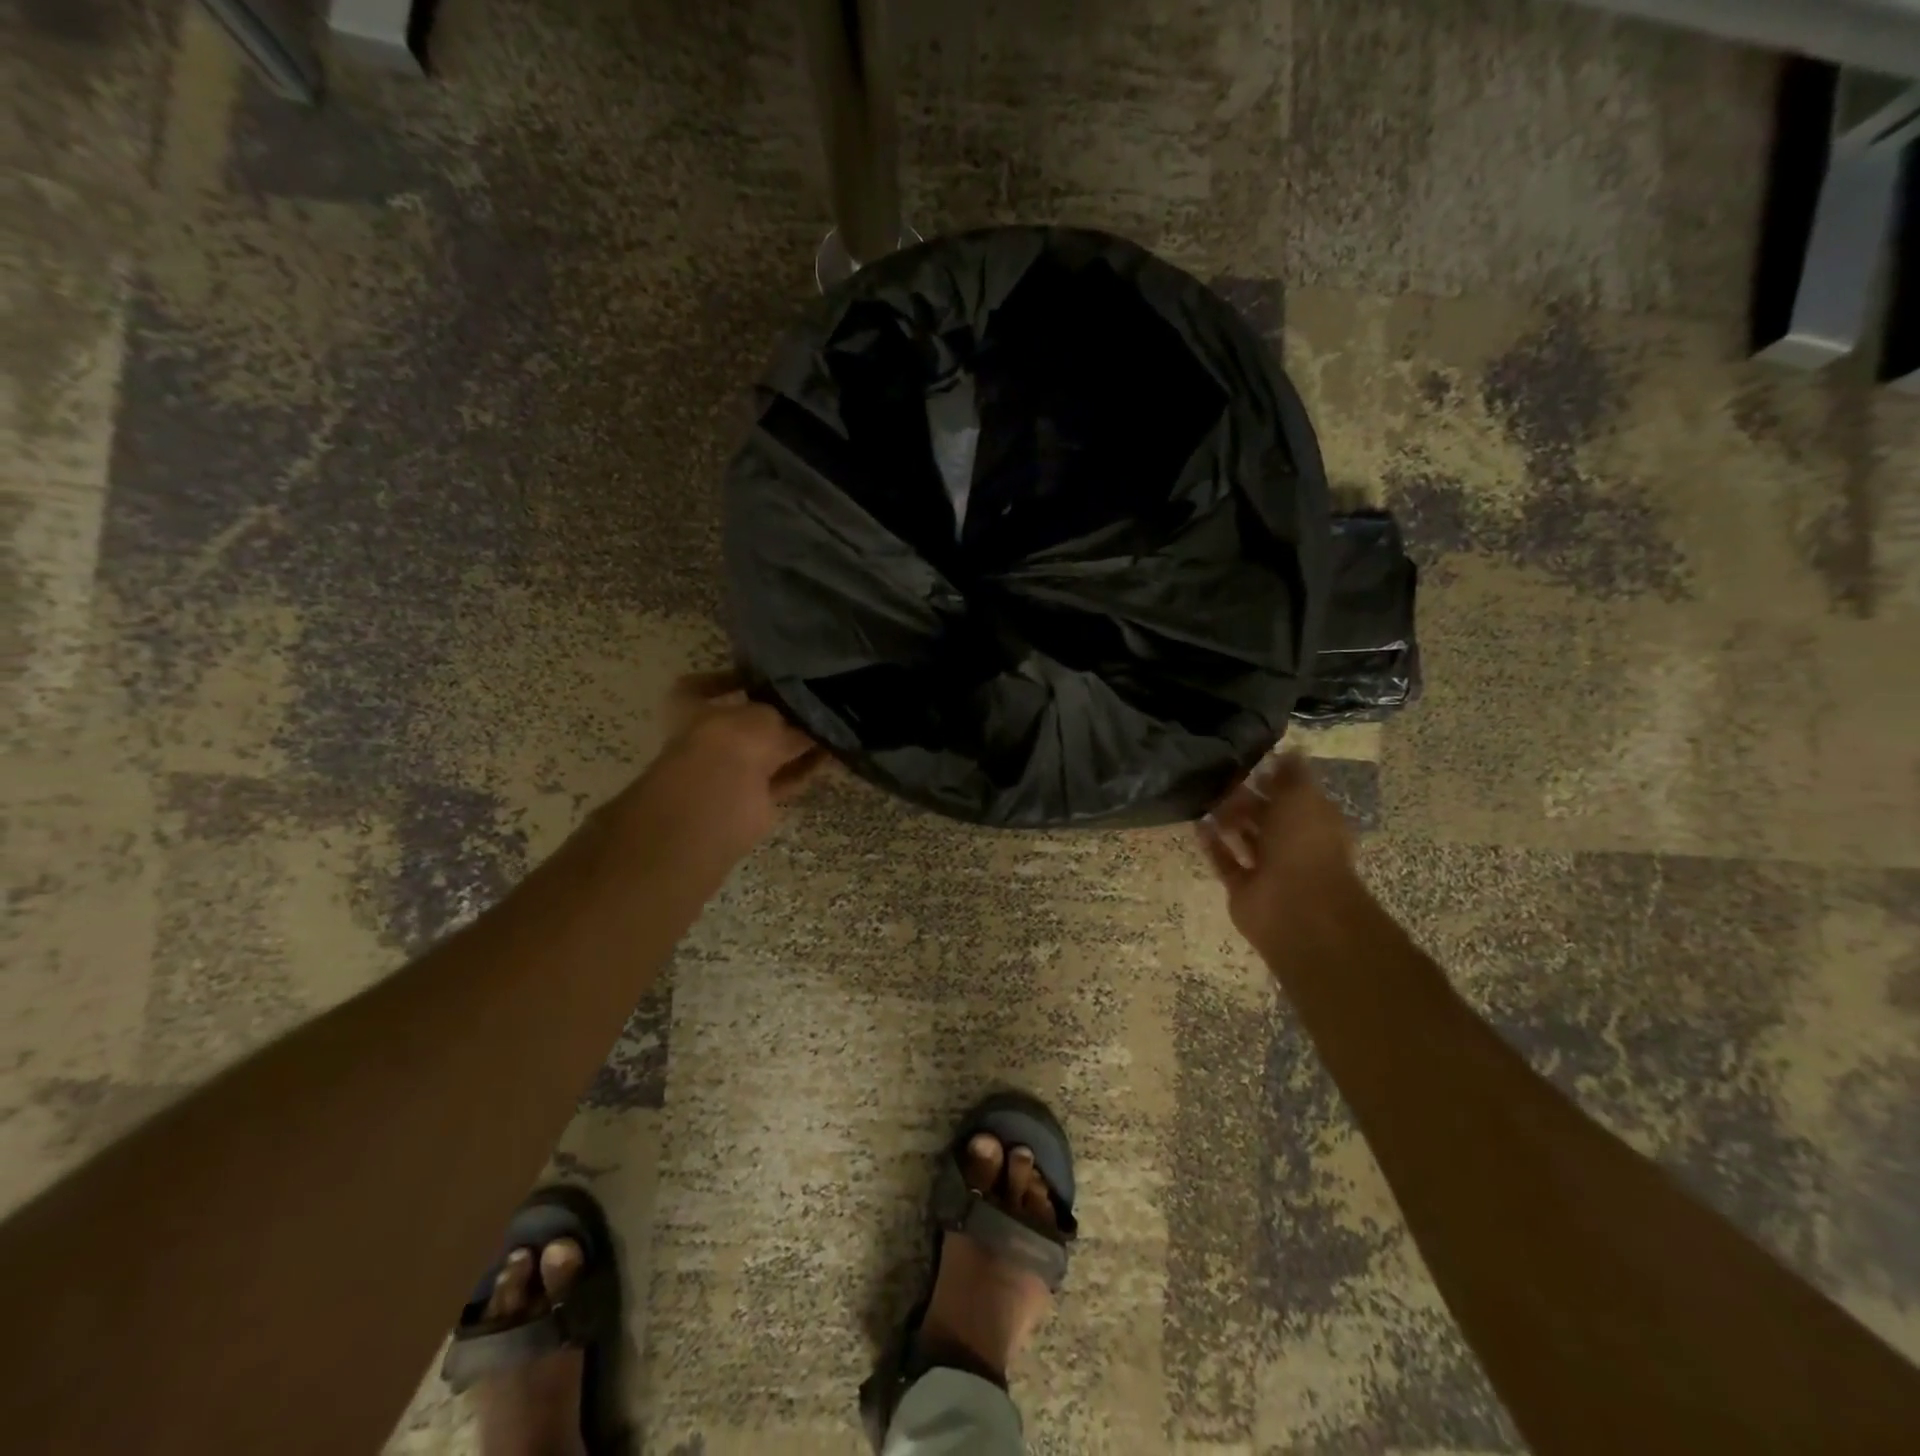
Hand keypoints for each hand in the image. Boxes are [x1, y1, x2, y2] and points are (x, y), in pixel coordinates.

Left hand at [623, 671, 824, 863]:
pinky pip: (781, 778)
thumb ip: (788, 715)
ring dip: (794, 744)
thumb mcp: (766, 714)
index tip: (757, 676)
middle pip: (742, 725)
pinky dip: (802, 769)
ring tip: (827, 727)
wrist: (724, 797)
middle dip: (774, 717)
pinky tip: (829, 754)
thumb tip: (809, 720)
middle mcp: (704, 740)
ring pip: (765, 754)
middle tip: (807, 704)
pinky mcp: (749, 799)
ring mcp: (725, 772)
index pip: (700, 687)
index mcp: (689, 709)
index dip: (725, 680)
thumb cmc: (732, 739)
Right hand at [1197, 752, 1358, 952]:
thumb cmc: (1304, 845)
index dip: (1274, 778)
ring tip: (1202, 797)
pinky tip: (1196, 824)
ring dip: (1226, 819)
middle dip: (1245, 798)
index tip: (1247, 761)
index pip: (1294, 795)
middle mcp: (1294, 844)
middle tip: (1218, 778)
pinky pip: (1225, 861)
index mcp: (1315, 822)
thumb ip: (1292, 775)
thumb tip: (1288, 751)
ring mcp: (1268, 868)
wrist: (1296, 907)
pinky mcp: (1243, 887)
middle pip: (1267, 816)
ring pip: (1244, 838)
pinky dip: (1213, 844)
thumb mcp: (1303, 797)